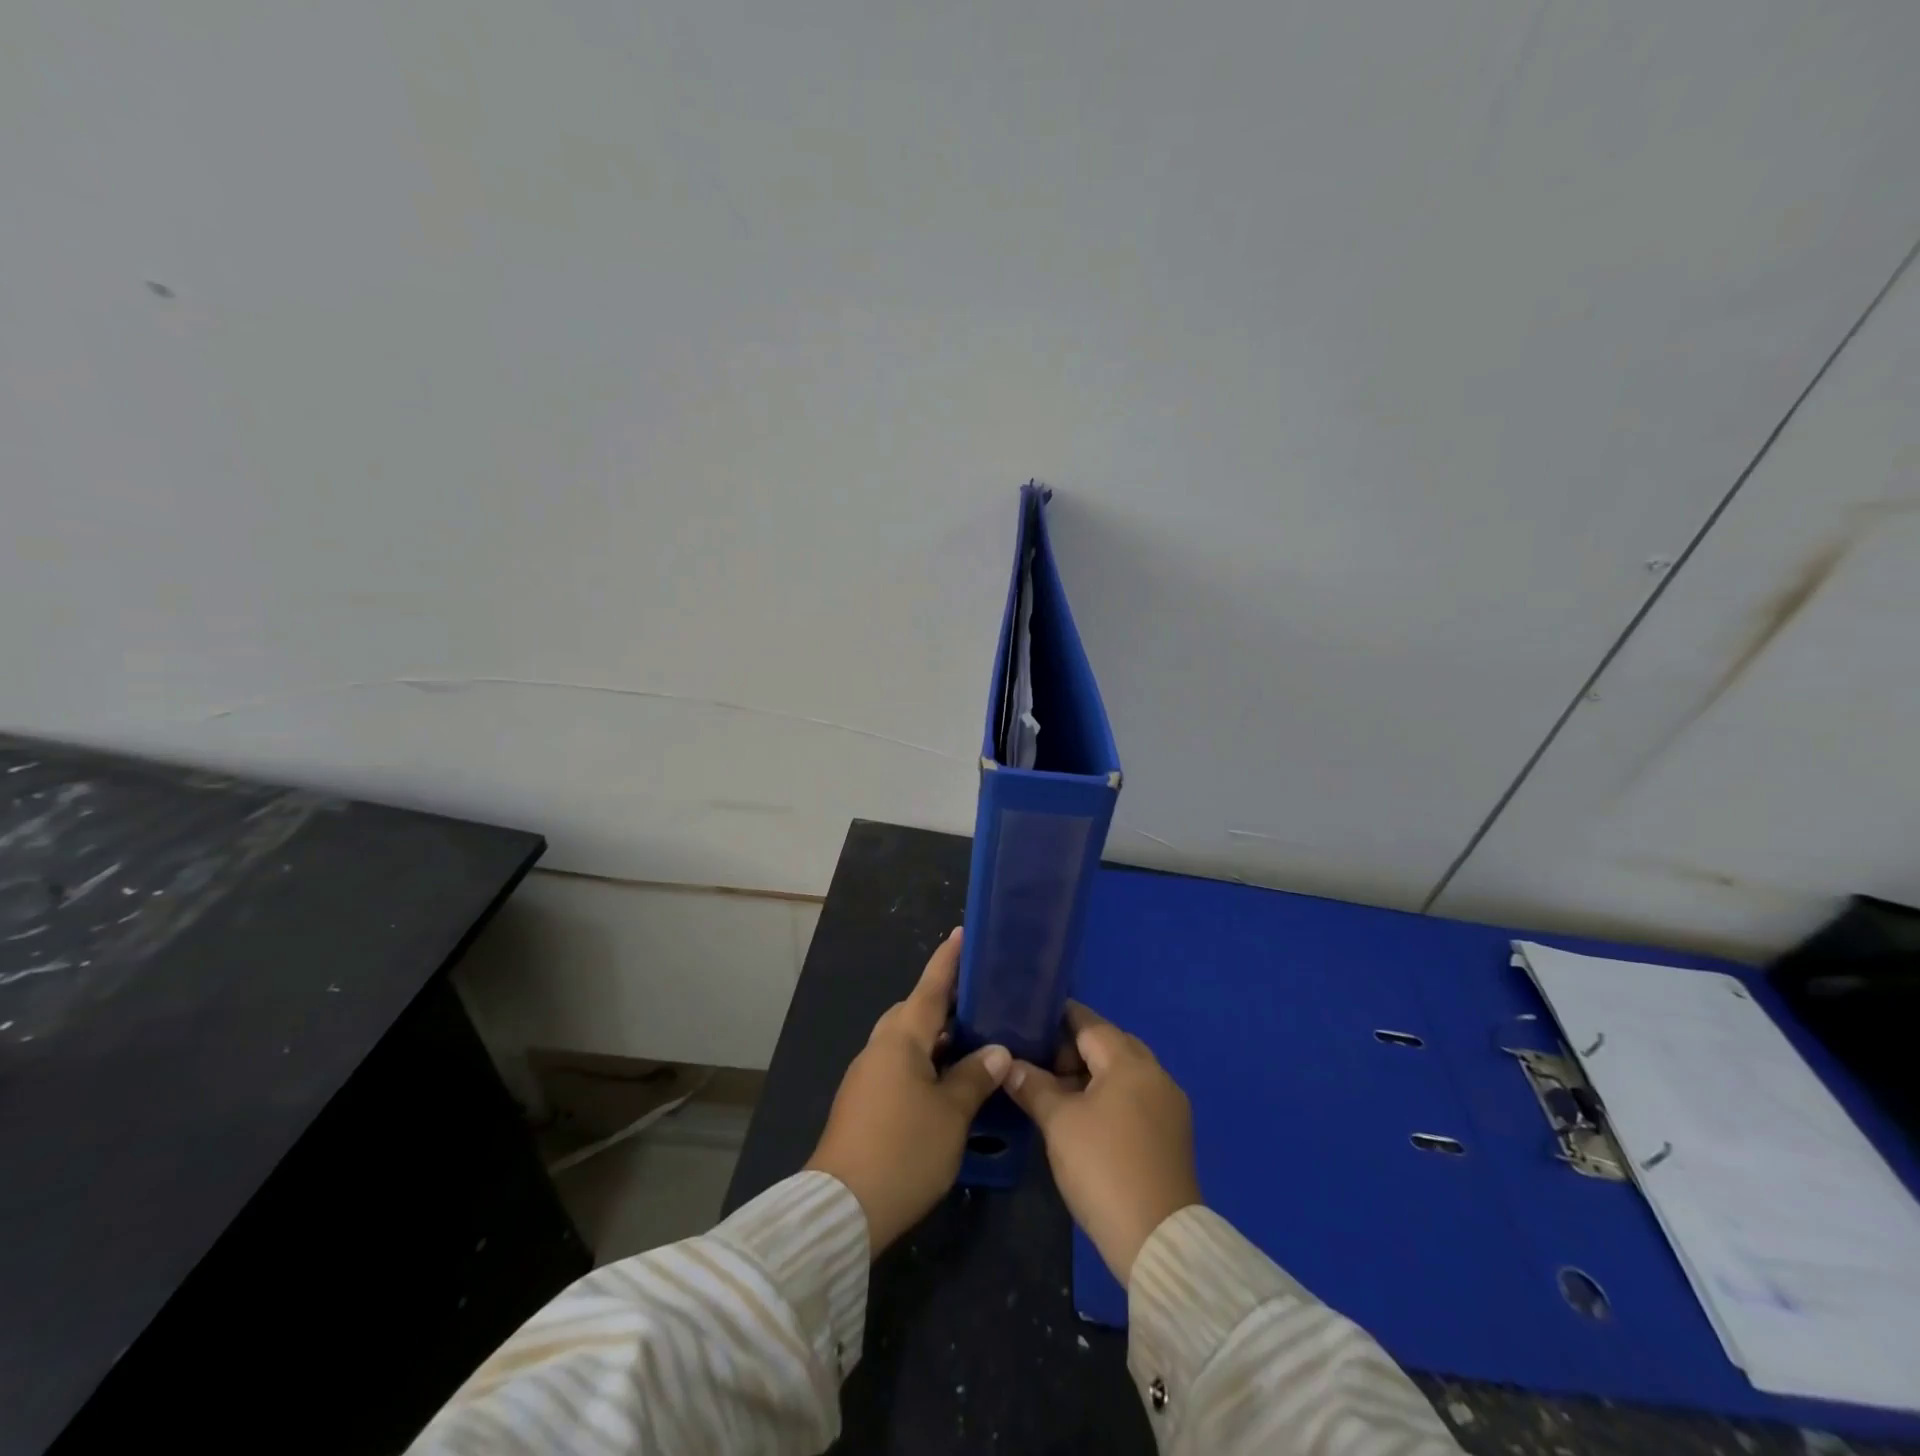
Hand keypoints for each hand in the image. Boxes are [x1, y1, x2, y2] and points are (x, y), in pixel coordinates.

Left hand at [805, 928, 1011, 1252]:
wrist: (842, 1208)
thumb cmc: (903, 1150)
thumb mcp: (951, 1114)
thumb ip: (975, 1076)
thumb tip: (997, 1051)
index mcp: (901, 1039)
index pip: (930, 988)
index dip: (948, 961)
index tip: (961, 934)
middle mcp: (880, 1048)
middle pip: (916, 1012)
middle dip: (946, 1002)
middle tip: (981, 1000)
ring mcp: (868, 1075)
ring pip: (908, 1041)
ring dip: (937, 1037)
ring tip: (975, 1040)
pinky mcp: (864, 1102)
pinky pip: (900, 1065)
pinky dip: (926, 1062)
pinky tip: (948, 1081)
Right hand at [1005, 1002, 1201, 1285]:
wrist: (1158, 1240)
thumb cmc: (1103, 1168)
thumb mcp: (1059, 1123)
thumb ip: (1032, 1086)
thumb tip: (1008, 1064)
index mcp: (1130, 1062)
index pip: (1090, 1023)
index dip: (1059, 1018)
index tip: (1030, 1019)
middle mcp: (1156, 1074)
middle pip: (1110, 1044)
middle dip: (1075, 1047)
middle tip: (1039, 1060)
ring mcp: (1169, 1104)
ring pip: (1124, 1072)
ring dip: (1093, 1073)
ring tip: (1057, 1089)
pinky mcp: (1173, 1133)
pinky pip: (1137, 1096)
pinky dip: (1111, 1094)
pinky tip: (1087, 1115)